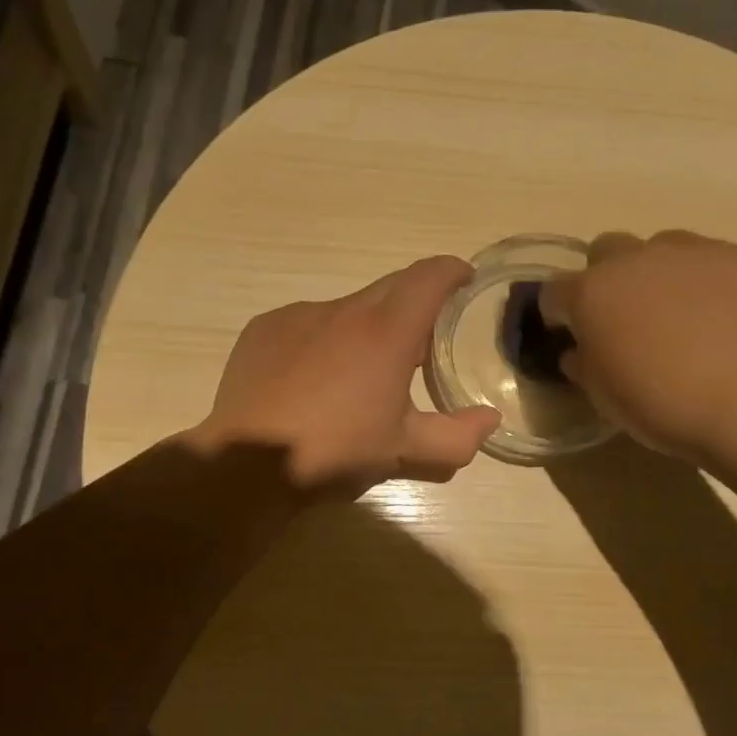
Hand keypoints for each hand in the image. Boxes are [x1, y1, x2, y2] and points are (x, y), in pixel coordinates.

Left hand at [187, 256, 502, 495]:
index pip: (429, 277)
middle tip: (418, 344)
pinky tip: (311, 380)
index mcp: (387, 331)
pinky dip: (322, 340)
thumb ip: (457, 437)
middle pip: (391, 286)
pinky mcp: (265, 327)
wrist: (247, 463)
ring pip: (347, 307)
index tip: (463, 281)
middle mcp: (344, 309)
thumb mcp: (403, 451)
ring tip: (357, 374)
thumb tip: (489, 419)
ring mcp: (299, 314)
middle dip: (412, 304)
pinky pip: (307, 323)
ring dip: (364, 328)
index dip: (452, 271)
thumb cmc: (335, 451)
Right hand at [539, 231, 736, 465]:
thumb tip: (580, 351)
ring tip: (686, 318)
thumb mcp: (607, 398)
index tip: (572, 337)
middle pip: (606, 251)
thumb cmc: (667, 406)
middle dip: (608, 279)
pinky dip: (713, 285)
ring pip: (664, 250)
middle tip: (627, 320)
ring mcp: (696, 251)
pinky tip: (733, 322)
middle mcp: (638, 259)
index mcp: (592, 293)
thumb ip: (585, 365)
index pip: (554, 291)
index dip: (559, 315)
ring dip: (661, 276)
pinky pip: (717, 263)